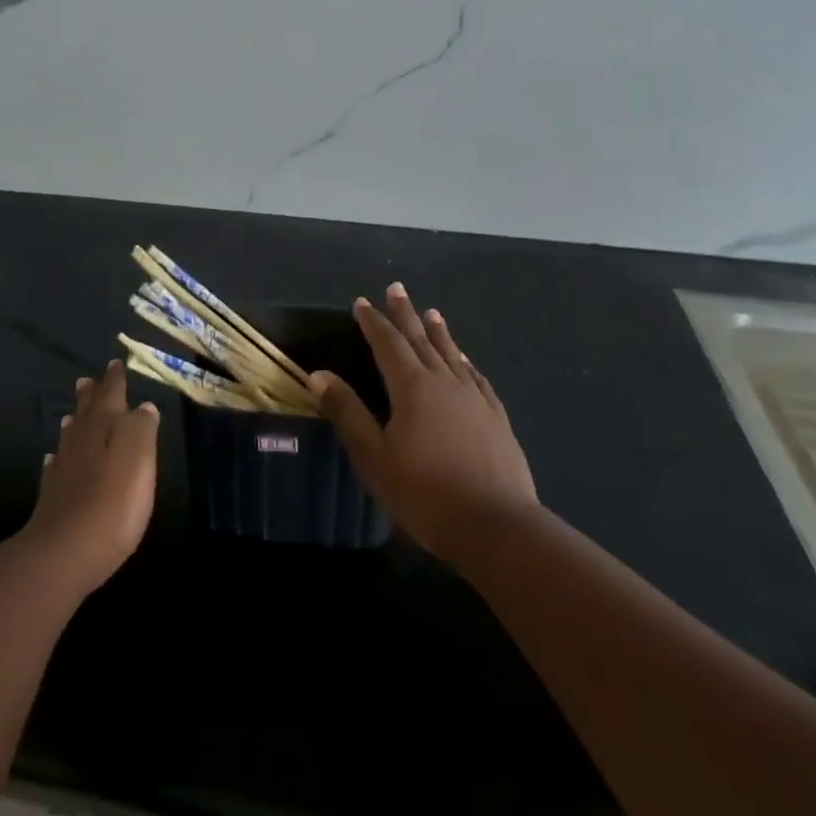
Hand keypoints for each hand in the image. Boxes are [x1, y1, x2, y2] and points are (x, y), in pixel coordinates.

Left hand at [22, 360, 158, 594]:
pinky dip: (58, 458)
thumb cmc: (113, 503)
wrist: (65, 552)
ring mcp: (63, 469)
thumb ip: (142, 429)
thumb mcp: (139, 458)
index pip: (111, 395)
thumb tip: (143, 406)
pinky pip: (55, 467)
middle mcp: (81, 442)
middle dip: (91, 395)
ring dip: (75, 422)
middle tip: (88, 380)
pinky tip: (54, 460)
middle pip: (87, 412)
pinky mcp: (53, 497)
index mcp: (105, 428)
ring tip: (74, 413)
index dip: (115, 379)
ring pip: (70, 437)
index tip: (115, 363)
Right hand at [312, 282, 538, 563]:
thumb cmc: (424, 494)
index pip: (388, 344)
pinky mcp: (496, 417)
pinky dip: (465, 361)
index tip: (362, 302)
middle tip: (397, 288)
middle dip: (405, 314)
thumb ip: (347, 413)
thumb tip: (319, 374)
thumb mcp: (373, 457)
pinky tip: (465, 360)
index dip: (373, 322)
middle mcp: (445, 382)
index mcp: (412, 388)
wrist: (495, 527)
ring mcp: (475, 398)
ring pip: (451, 354)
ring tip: (432, 312)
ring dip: (438, 332)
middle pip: (421, 339)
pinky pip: (476, 377)